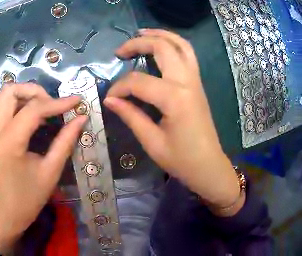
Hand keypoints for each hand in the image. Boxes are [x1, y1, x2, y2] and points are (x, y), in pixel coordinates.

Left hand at [0, 83, 86, 251]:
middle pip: (9, 91)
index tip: (77, 101)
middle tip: (54, 103)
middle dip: (34, 91)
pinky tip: (38, 118)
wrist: (9, 211)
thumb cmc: (31, 196)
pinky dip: (22, 106)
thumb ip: (66, 140)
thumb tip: (82, 117)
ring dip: (27, 97)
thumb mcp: (52, 169)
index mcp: (8, 143)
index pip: (33, 109)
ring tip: (48, 109)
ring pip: (5, 97)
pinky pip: (5, 109)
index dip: (57, 102)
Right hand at [104, 29, 242, 215]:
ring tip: (141, 33)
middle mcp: (187, 82)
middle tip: (120, 51)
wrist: (208, 166)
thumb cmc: (182, 160)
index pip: (138, 82)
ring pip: (179, 44)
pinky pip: (188, 54)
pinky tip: (162, 45)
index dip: (119, 88)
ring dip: (160, 34)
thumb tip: (110, 100)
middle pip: (161, 48)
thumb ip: (131, 116)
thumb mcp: (152, 143)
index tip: (110, 98)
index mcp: (175, 99)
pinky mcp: (198, 83)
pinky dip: (173, 43)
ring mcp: (195, 80)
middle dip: (137, 44)